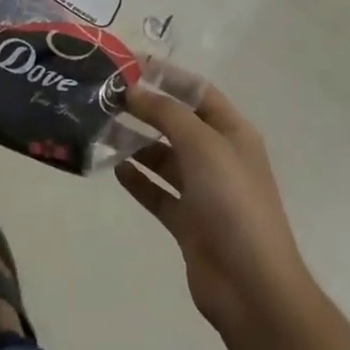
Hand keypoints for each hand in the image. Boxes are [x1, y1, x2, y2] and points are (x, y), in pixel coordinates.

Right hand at [116, 74, 314, 334]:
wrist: (251, 286)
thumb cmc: (232, 202)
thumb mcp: (202, 145)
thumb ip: (165, 113)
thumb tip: (132, 89)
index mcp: (232, 133)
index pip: (197, 91)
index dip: (166, 75)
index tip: (127, 63)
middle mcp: (218, 157)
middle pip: (176, 123)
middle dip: (143, 109)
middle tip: (103, 97)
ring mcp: (203, 191)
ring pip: (162, 157)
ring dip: (134, 143)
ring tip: (98, 129)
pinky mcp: (187, 222)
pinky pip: (157, 192)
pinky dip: (137, 179)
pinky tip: (113, 168)